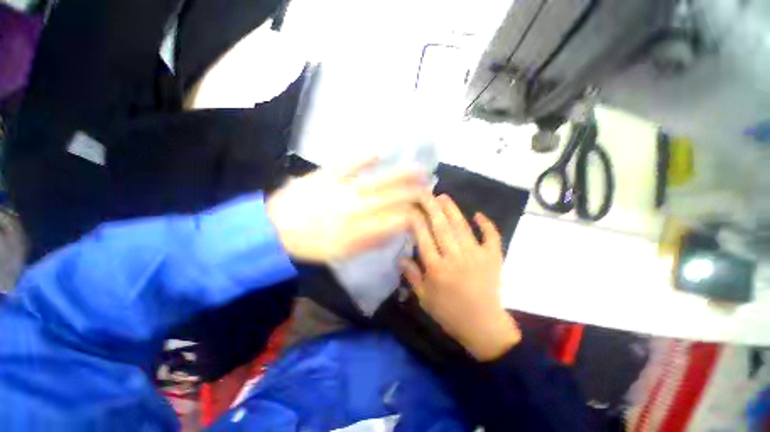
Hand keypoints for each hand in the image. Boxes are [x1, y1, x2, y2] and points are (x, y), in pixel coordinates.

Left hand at [266, 157, 428, 261]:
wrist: (274, 229)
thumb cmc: (311, 245)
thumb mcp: (342, 253)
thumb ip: (370, 242)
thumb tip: (393, 231)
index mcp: (360, 229)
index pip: (396, 220)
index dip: (413, 214)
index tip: (424, 208)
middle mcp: (356, 209)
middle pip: (393, 199)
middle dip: (415, 193)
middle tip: (431, 186)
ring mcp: (342, 189)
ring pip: (379, 181)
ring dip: (401, 176)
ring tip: (419, 170)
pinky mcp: (327, 175)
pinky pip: (349, 163)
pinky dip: (365, 157)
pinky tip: (380, 151)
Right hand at [401, 195, 520, 360]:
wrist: (484, 327)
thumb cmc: (449, 313)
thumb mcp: (424, 298)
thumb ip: (412, 276)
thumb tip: (401, 257)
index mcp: (437, 268)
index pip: (423, 237)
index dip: (416, 219)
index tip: (410, 207)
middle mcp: (455, 258)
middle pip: (441, 227)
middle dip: (431, 207)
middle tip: (425, 193)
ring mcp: (476, 256)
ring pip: (462, 227)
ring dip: (452, 210)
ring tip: (443, 196)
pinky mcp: (493, 258)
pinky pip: (491, 237)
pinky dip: (486, 225)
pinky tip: (478, 214)